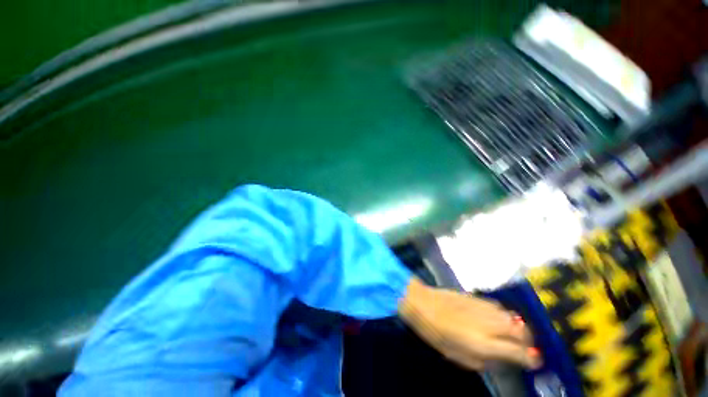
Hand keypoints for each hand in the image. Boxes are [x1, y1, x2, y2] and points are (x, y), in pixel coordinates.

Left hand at [398, 278, 541, 370]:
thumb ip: (486, 360)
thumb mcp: (460, 357)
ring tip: (516, 334)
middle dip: (529, 341)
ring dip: (519, 327)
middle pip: (522, 331)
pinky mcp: (477, 297)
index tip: (535, 362)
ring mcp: (484, 307)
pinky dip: (505, 315)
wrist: (423, 303)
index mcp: (486, 343)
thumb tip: (502, 359)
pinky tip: (499, 319)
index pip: (520, 352)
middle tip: (527, 347)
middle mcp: (491, 324)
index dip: (531, 359)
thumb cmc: (438, 334)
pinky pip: (499, 307)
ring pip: (513, 316)